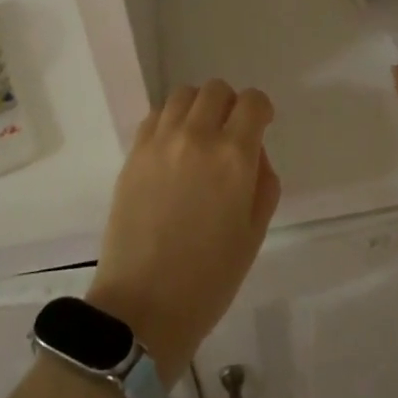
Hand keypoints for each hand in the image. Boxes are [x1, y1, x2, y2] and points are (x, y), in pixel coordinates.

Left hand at [87, 81, 279, 386]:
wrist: (143, 307)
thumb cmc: (210, 278)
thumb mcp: (255, 231)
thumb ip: (263, 181)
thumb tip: (253, 153)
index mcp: (234, 156)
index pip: (252, 102)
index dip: (261, 110)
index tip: (260, 126)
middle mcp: (197, 137)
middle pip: (216, 90)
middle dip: (230, 105)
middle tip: (229, 133)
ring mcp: (160, 142)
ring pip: (183, 94)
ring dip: (198, 107)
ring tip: (198, 136)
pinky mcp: (134, 154)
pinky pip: (155, 115)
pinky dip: (170, 120)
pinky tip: (172, 148)